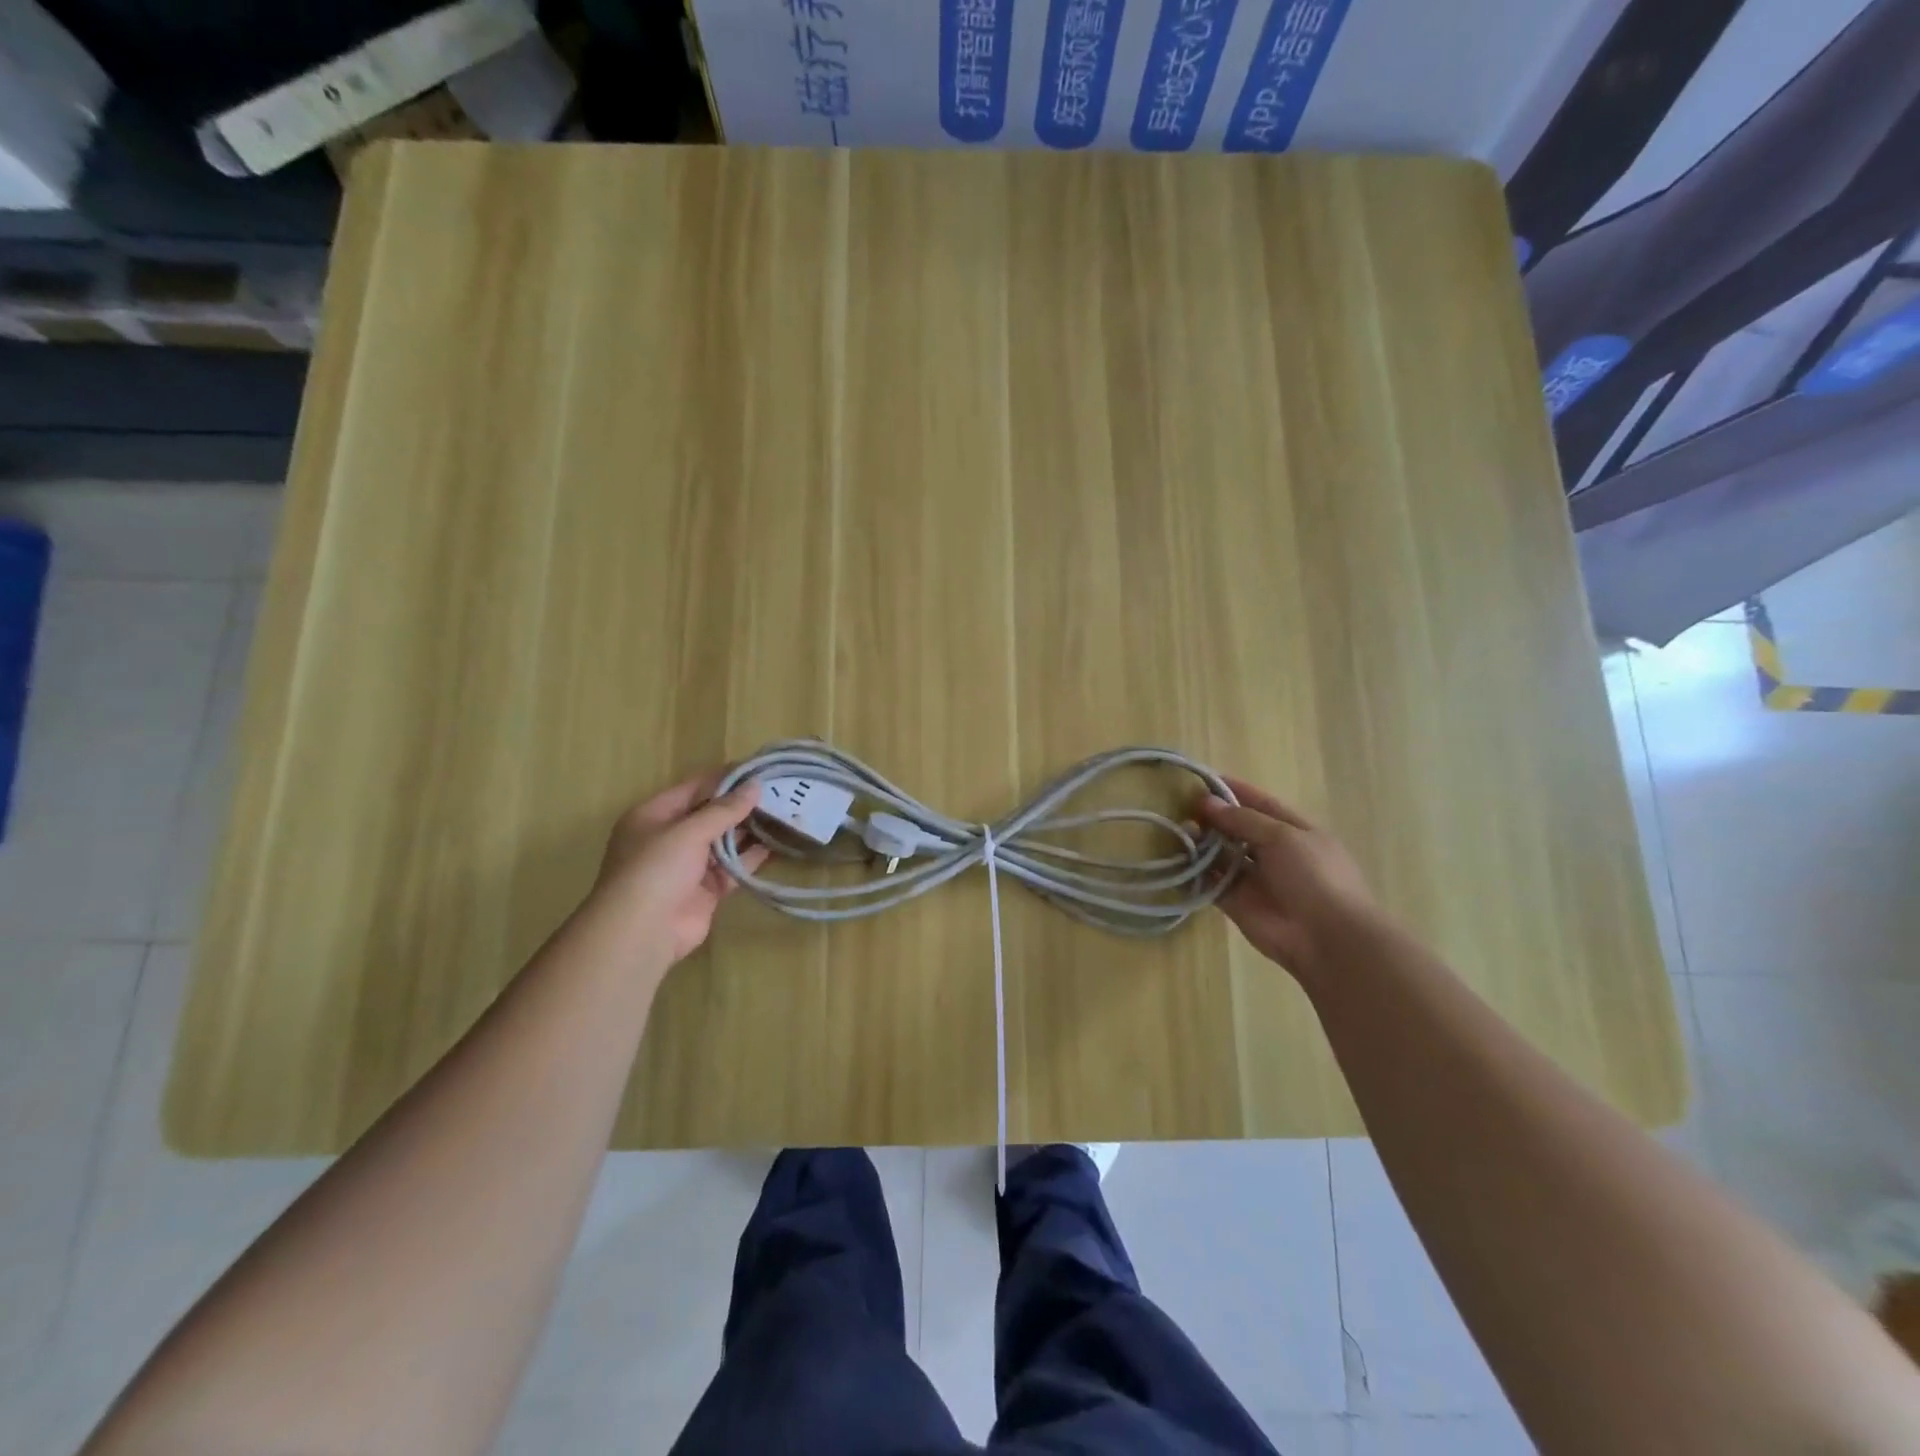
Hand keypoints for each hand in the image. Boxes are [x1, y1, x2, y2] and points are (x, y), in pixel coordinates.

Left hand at [585, 771, 768, 967]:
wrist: (642, 932)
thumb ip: (724, 809)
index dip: (726, 778)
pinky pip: (731, 868)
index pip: (694, 788)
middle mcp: (669, 838)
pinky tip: (775, 846)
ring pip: (723, 842)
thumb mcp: (689, 831)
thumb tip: (755, 785)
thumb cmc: (656, 869)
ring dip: (749, 830)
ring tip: (783, 814)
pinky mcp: (705, 890)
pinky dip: (750, 858)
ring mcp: (687, 866)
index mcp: (653, 816)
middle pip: (710, 815)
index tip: (759, 769)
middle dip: (741, 805)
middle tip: (778, 791)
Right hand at [1196, 777, 1379, 977]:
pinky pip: (1212, 883)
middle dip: (1213, 817)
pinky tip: (1177, 859)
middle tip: (1182, 807)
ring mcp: (1255, 879)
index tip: (1202, 779)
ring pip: (1222, 855)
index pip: (1260, 803)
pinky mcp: (1237, 903)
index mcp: (1294, 831)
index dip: (1234, 790)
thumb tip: (1207, 802)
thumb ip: (1243, 819)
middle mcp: (1273, 852)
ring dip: (1202, 843)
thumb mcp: (1283, 837)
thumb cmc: (1314, 877)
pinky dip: (1196, 872)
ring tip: (1178, 830)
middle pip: (1237, 828)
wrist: (1328, 939)